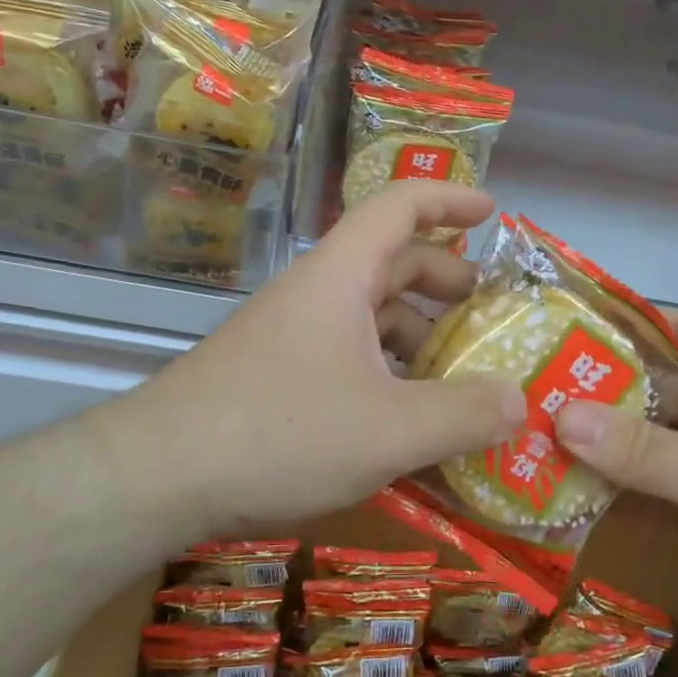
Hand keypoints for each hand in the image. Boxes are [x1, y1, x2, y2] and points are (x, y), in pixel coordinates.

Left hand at [133, 181, 526, 538]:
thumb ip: (463, 415)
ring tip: (460, 375)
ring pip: (370, 314)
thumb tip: (521, 401)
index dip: (450, 200)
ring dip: (419, 334)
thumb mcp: (389, 431)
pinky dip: (388, 372)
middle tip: (489, 315)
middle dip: (446, 281)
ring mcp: (293, 334)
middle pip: (392, 262)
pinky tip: (407, 418)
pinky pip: (349, 355)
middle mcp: (317, 294)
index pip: (400, 206)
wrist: (157, 476)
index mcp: (342, 276)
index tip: (493, 214)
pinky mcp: (277, 374)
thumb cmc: (279, 433)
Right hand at [555, 314, 677, 676]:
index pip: (672, 330)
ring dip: (595, 444)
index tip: (551, 331)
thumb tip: (559, 415)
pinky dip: (611, 487)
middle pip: (649, 386)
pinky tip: (558, 489)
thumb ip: (642, 449)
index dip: (615, 326)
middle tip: (521, 391)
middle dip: (591, 392)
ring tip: (525, 437)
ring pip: (643, 439)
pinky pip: (648, 485)